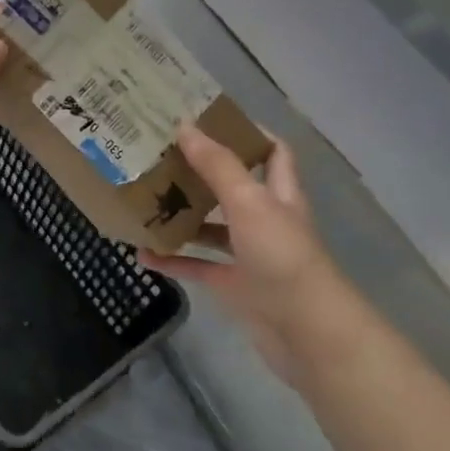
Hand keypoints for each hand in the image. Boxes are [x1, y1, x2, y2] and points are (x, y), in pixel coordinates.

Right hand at [142, 126, 349, 382]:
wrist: (307, 331)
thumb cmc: (282, 257)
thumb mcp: (249, 202)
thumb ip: (217, 166)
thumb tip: (185, 127)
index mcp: (279, 193)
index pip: (272, 151)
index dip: (248, 133)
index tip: (209, 119)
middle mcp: (266, 219)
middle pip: (233, 187)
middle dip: (201, 172)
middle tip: (162, 156)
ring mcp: (250, 255)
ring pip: (212, 228)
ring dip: (183, 216)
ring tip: (145, 199)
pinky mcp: (235, 286)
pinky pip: (198, 267)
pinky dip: (173, 260)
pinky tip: (143, 253)